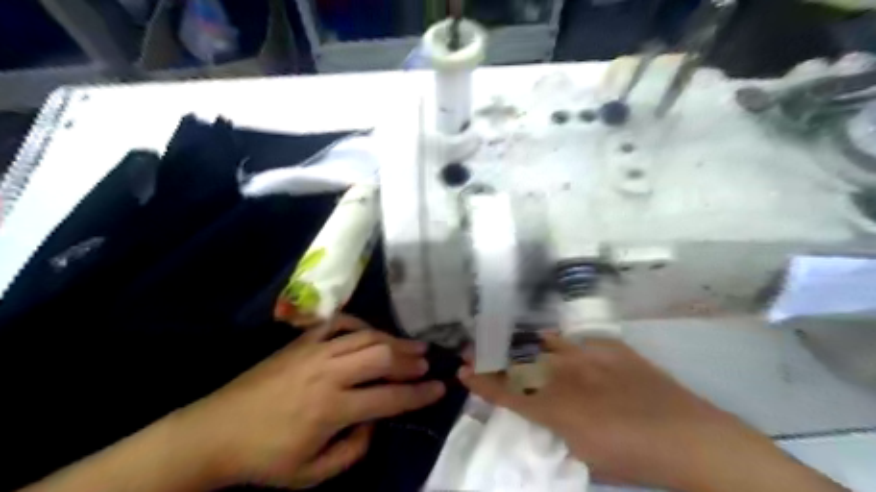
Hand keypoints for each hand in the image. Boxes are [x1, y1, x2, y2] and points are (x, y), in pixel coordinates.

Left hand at [174, 316, 445, 487]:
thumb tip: (375, 423)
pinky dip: (360, 324)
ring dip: (394, 340)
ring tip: (412, 345)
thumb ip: (352, 451)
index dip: (419, 394)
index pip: (389, 397)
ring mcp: (314, 352)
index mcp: (331, 409)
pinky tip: (371, 332)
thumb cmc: (264, 458)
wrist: (215, 431)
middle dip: (411, 359)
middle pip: (381, 356)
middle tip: (428, 362)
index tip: (440, 388)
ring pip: (365, 337)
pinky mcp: (302, 341)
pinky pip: (339, 323)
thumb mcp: (311, 474)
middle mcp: (328, 374)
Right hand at [461, 334, 845, 491]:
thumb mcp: (585, 454)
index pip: (507, 393)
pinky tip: (553, 343)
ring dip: (520, 343)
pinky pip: (576, 340)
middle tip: (473, 349)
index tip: (462, 371)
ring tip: (505, 340)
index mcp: (557, 409)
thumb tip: (544, 410)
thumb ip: (558, 427)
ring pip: (543, 343)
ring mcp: (588, 357)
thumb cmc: (634, 460)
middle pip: (519, 362)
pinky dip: (559, 342)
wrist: (690, 438)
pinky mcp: (610, 348)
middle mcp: (566, 377)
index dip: (482, 382)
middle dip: (492, 356)